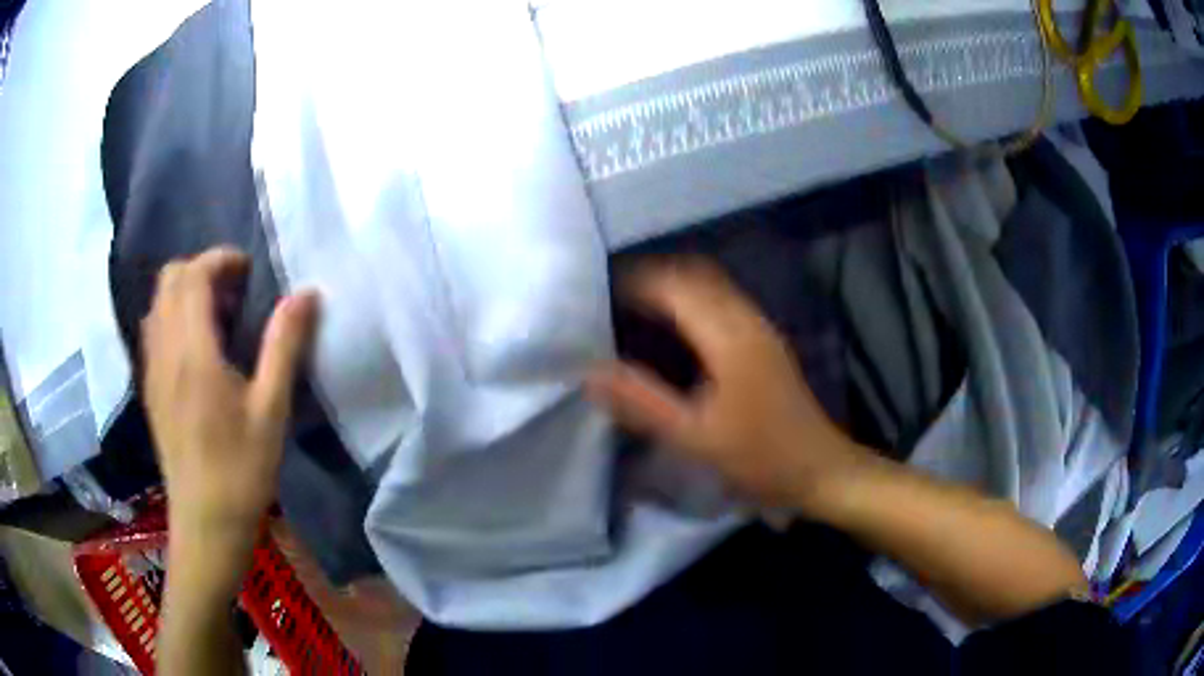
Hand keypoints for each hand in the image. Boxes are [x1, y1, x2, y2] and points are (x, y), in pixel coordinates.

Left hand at [141, 247, 317, 544]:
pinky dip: (174, 317)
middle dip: (202, 270)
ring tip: (217, 318)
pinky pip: (154, 330)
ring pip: (158, 303)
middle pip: (169, 279)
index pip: (193, 274)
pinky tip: (198, 349)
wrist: (205, 523)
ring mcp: (152, 369)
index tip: (249, 272)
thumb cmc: (241, 470)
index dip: (220, 259)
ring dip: (186, 293)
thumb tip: (306, 293)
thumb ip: (284, 345)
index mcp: (193, 351)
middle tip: (235, 293)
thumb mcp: (271, 410)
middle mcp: (164, 350)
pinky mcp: (150, 388)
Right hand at [588, 259, 867, 511]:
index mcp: (730, 335)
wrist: (819, 469)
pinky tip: (673, 331)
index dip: (635, 283)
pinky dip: (691, 302)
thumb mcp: (695, 437)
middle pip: (695, 275)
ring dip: (672, 288)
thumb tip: (589, 372)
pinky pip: (721, 303)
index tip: (598, 298)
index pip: (675, 286)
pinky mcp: (764, 342)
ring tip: (634, 311)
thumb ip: (642, 402)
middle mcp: (747, 319)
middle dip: (651, 279)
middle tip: (611, 301)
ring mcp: (760, 328)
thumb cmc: (760, 457)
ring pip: (710, 286)